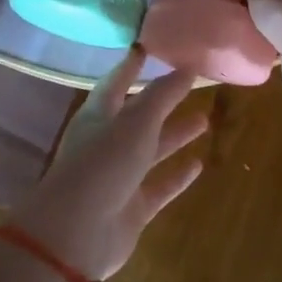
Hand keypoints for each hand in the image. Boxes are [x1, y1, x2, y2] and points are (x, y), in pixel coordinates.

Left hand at [8, 47, 206, 280]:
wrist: (76, 234)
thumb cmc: (102, 164)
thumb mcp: (135, 122)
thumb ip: (163, 96)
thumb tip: (187, 67)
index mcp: (98, 116)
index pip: (116, 83)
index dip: (131, 66)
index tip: (148, 48)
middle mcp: (107, 143)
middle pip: (139, 116)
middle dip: (163, 102)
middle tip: (192, 85)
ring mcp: (119, 177)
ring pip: (151, 150)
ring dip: (175, 135)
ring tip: (205, 120)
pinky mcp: (132, 208)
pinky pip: (160, 186)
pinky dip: (177, 176)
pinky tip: (199, 164)